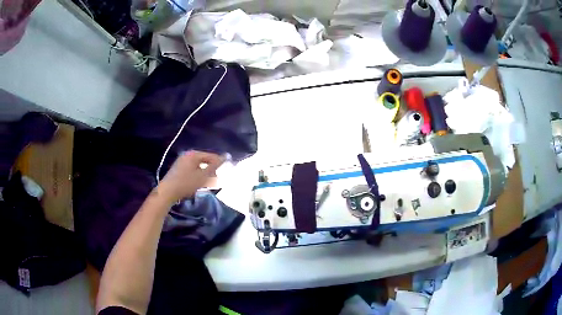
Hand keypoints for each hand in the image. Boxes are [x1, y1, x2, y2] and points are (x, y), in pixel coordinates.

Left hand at [158, 150, 224, 201]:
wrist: (167, 192)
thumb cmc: (186, 183)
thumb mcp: (203, 176)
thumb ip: (215, 166)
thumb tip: (226, 156)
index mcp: (193, 154)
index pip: (210, 156)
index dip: (219, 163)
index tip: (224, 172)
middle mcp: (187, 155)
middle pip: (204, 160)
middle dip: (211, 169)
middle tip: (216, 180)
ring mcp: (181, 162)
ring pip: (198, 166)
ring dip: (204, 174)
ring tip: (208, 183)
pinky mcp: (178, 169)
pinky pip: (192, 170)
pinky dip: (197, 175)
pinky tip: (199, 184)